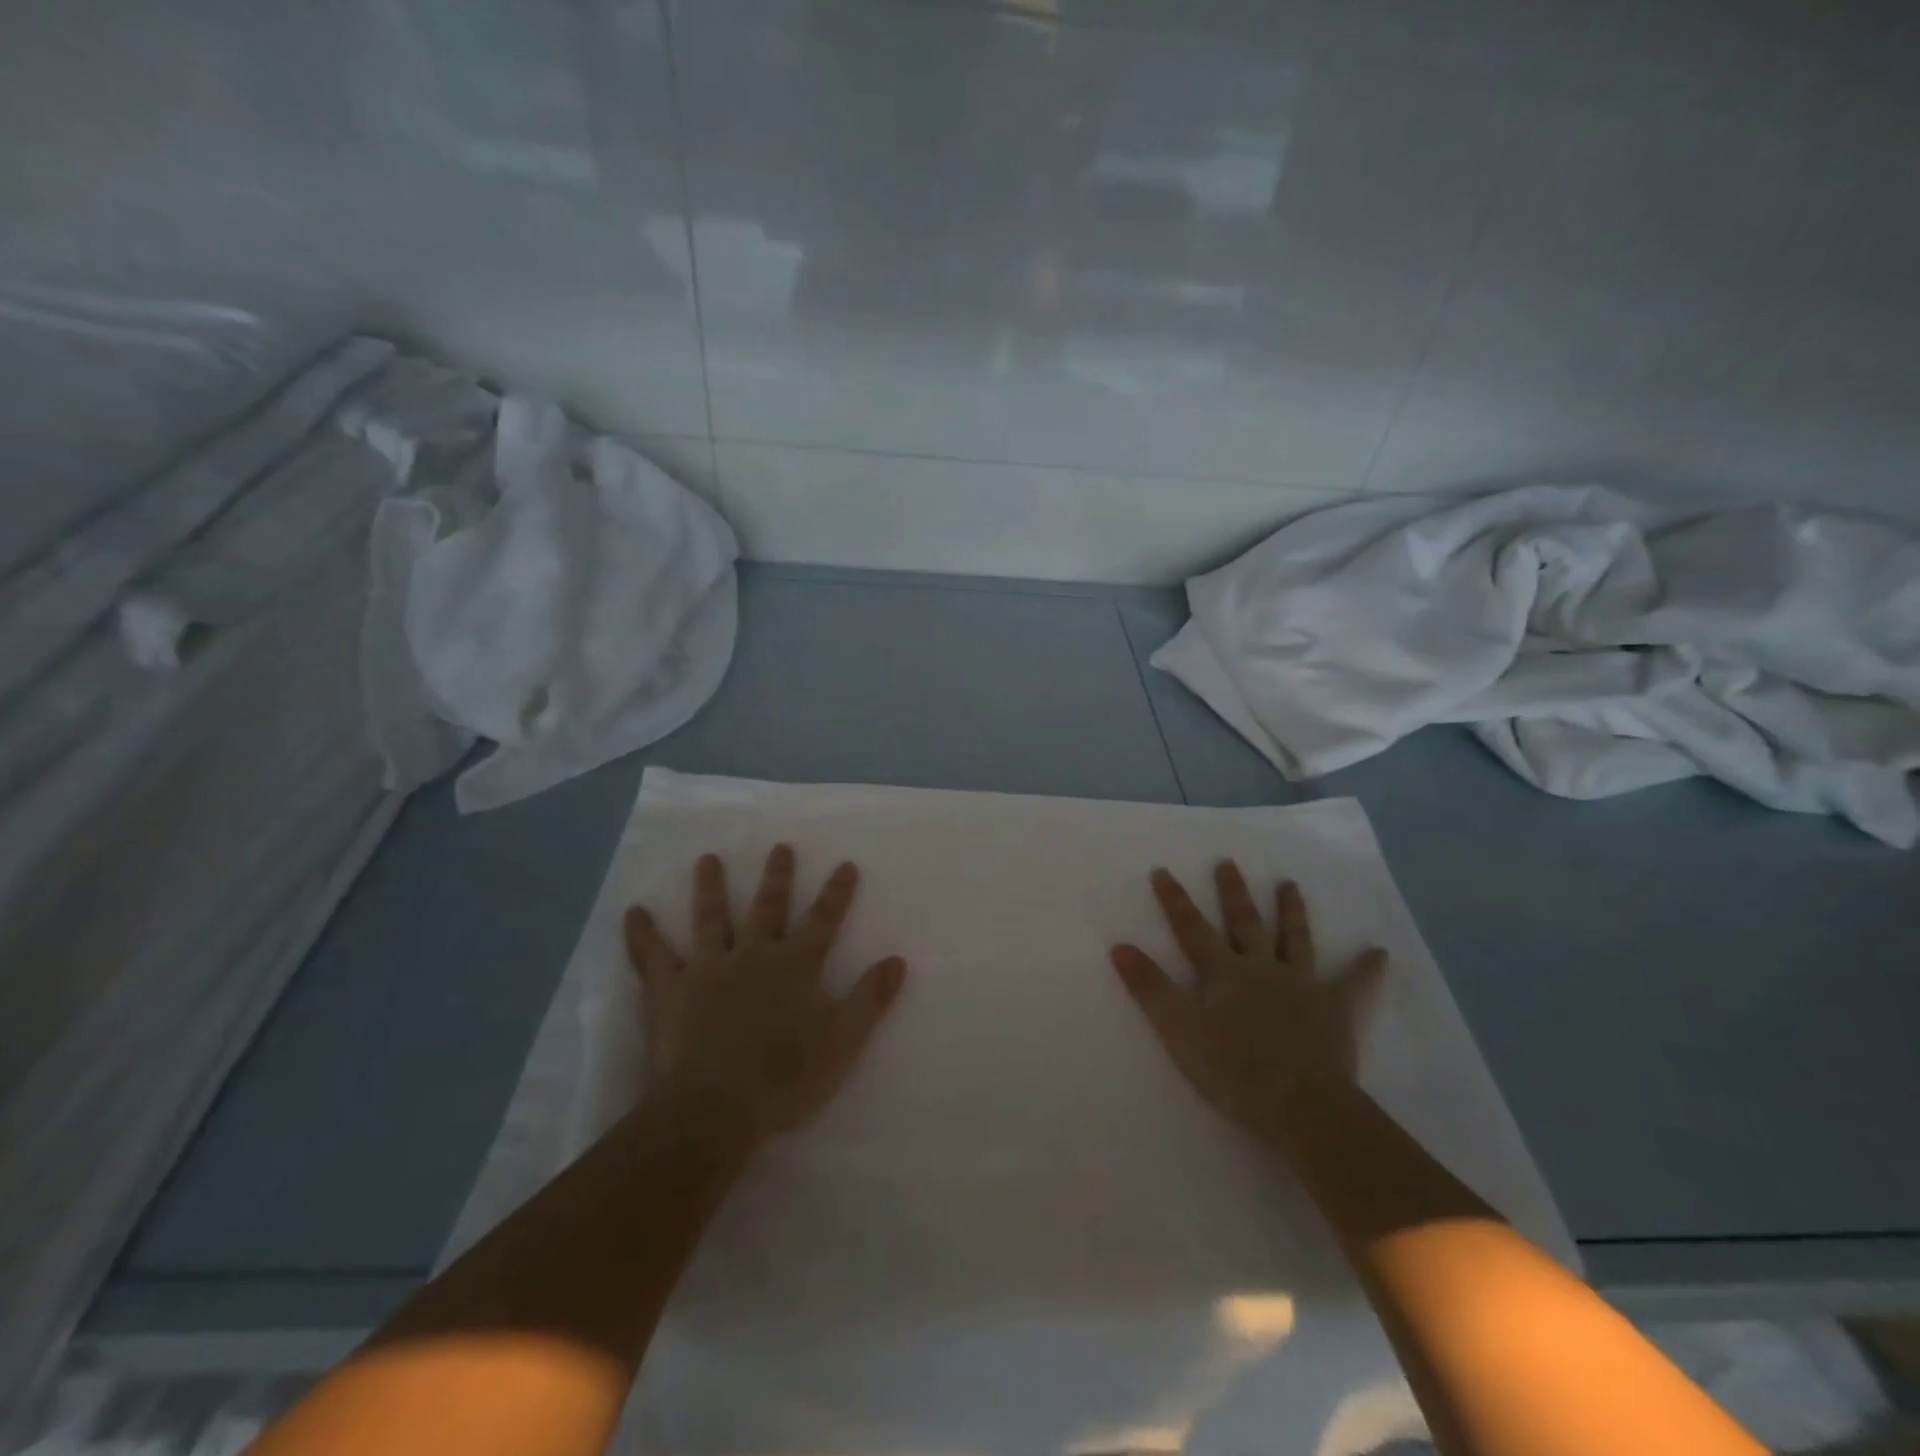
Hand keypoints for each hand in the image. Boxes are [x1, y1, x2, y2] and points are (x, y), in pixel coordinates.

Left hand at [624, 846, 906, 1141]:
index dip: (836, 893)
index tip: (845, 864)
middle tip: (780, 847)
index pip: (823, 920)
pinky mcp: (671, 990)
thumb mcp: (843, 1042)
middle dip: (777, 877)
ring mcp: (709, 968)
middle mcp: (754, 955)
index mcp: (796, 966)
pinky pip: (652, 957)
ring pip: (710, 918)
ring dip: (710, 887)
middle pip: (768, 907)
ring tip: (708, 859)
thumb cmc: (785, 1079)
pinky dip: (642, 934)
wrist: (715, 1110)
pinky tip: (632, 911)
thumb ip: (869, 999)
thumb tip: (897, 960)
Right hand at [1111, 862, 1385, 1142]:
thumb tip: (1118, 946)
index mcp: (1223, 971)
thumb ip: (1150, 987)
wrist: (1300, 1105)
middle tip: (1229, 862)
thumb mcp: (1178, 1029)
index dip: (1175, 900)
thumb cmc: (1232, 1069)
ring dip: (1291, 911)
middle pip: (1244, 922)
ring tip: (1290, 884)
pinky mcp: (1335, 1010)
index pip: (1192, 928)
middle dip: (1233, 892)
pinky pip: (1354, 985)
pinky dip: (1366, 969)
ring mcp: (1301, 985)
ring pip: (1295, 939)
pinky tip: (1379, 952)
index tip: (1163, 870)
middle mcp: (1261, 967)